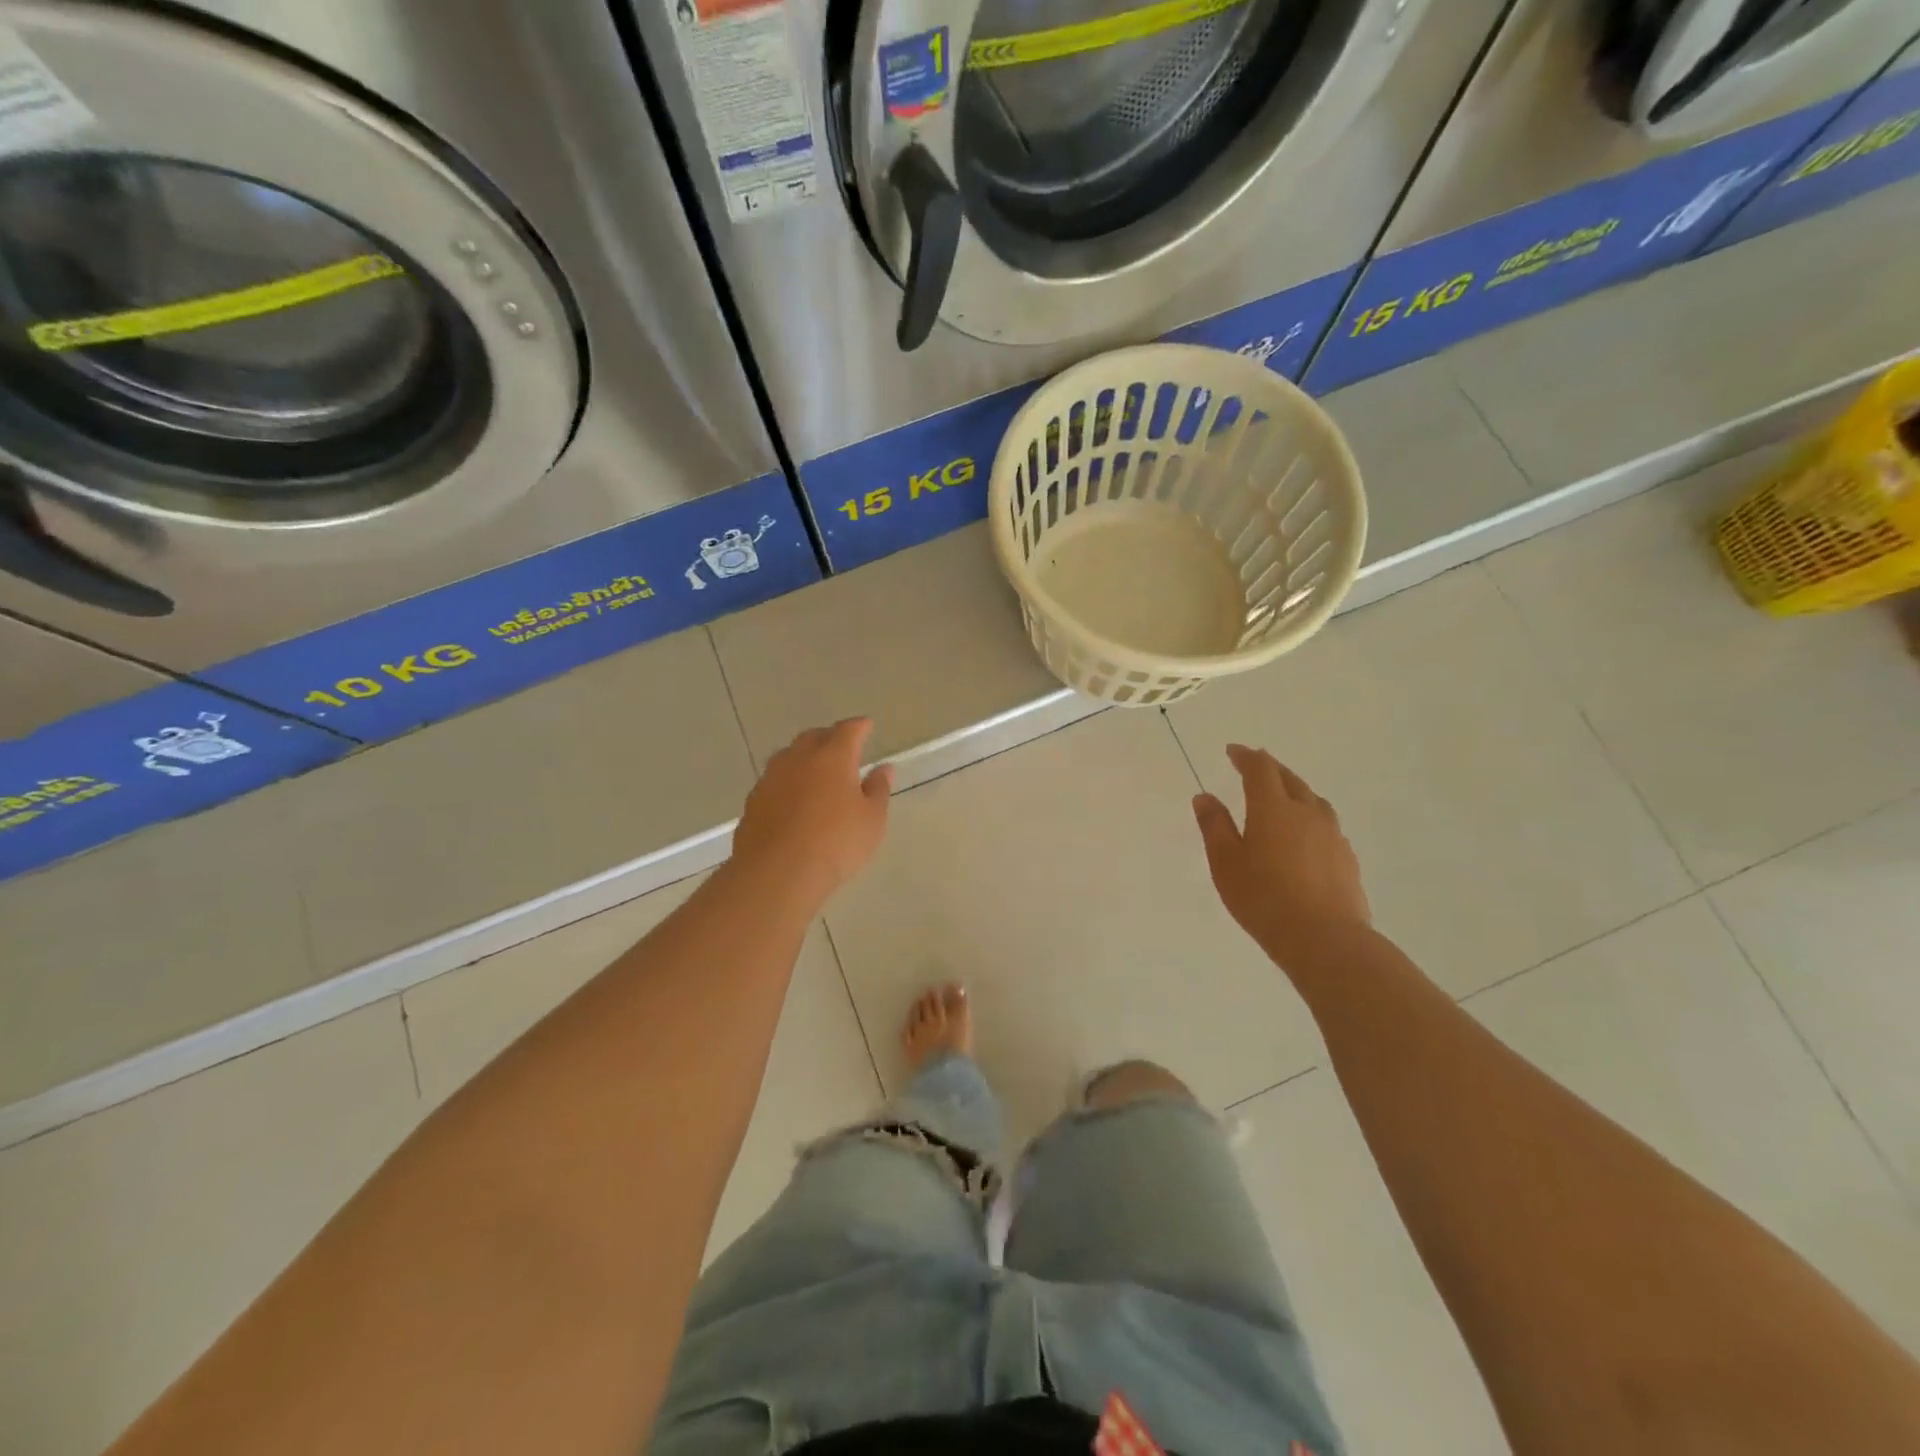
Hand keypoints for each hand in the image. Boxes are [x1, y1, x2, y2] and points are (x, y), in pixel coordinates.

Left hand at [731, 719, 892, 904]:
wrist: (777, 872)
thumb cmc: (836, 843)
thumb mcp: (871, 820)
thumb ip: (878, 790)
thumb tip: (884, 768)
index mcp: (832, 757)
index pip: (848, 730)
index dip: (859, 726)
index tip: (866, 725)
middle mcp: (798, 759)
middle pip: (813, 737)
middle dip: (828, 737)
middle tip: (840, 747)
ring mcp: (771, 779)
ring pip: (788, 757)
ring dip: (803, 758)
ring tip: (814, 771)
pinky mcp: (753, 801)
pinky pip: (774, 781)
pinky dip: (787, 782)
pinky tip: (792, 799)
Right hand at [1193, 744, 1370, 970]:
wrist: (1325, 939)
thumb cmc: (1264, 898)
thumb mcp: (1225, 863)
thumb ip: (1215, 826)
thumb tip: (1205, 796)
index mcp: (1273, 808)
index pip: (1260, 768)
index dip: (1245, 756)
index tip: (1232, 751)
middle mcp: (1306, 812)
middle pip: (1290, 778)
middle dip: (1270, 768)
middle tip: (1254, 766)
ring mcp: (1332, 834)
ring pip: (1313, 799)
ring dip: (1294, 790)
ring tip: (1281, 797)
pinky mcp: (1347, 857)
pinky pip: (1325, 824)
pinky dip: (1309, 817)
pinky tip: (1304, 835)